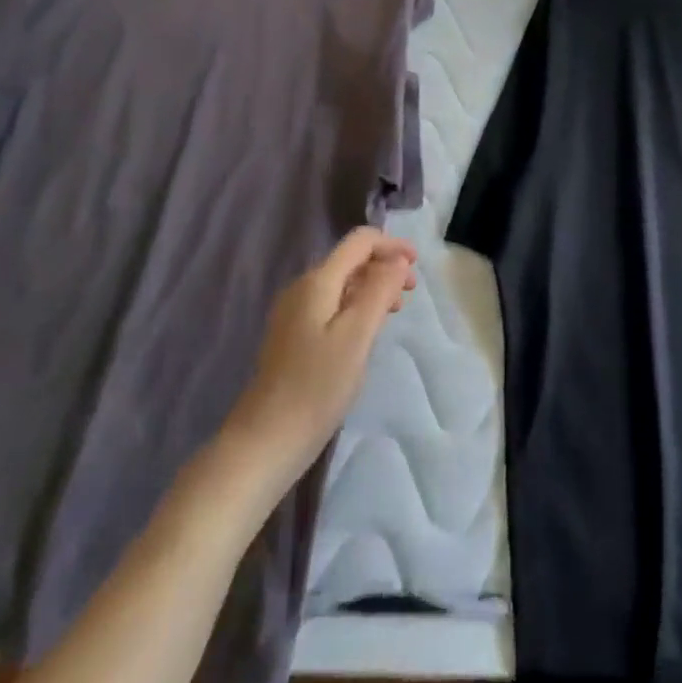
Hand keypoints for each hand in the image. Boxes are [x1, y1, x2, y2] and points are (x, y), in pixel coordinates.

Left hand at [226, 227, 416, 484]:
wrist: (265, 440)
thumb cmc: (316, 386)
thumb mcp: (357, 335)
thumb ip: (379, 291)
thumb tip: (397, 261)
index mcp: (317, 282)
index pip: (359, 242)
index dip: (391, 245)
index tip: (417, 266)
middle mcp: (303, 288)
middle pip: (350, 261)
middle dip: (384, 267)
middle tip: (411, 293)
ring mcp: (294, 313)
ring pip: (342, 284)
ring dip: (373, 288)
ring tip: (395, 311)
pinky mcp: (293, 336)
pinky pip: (332, 305)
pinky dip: (356, 307)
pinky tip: (367, 331)